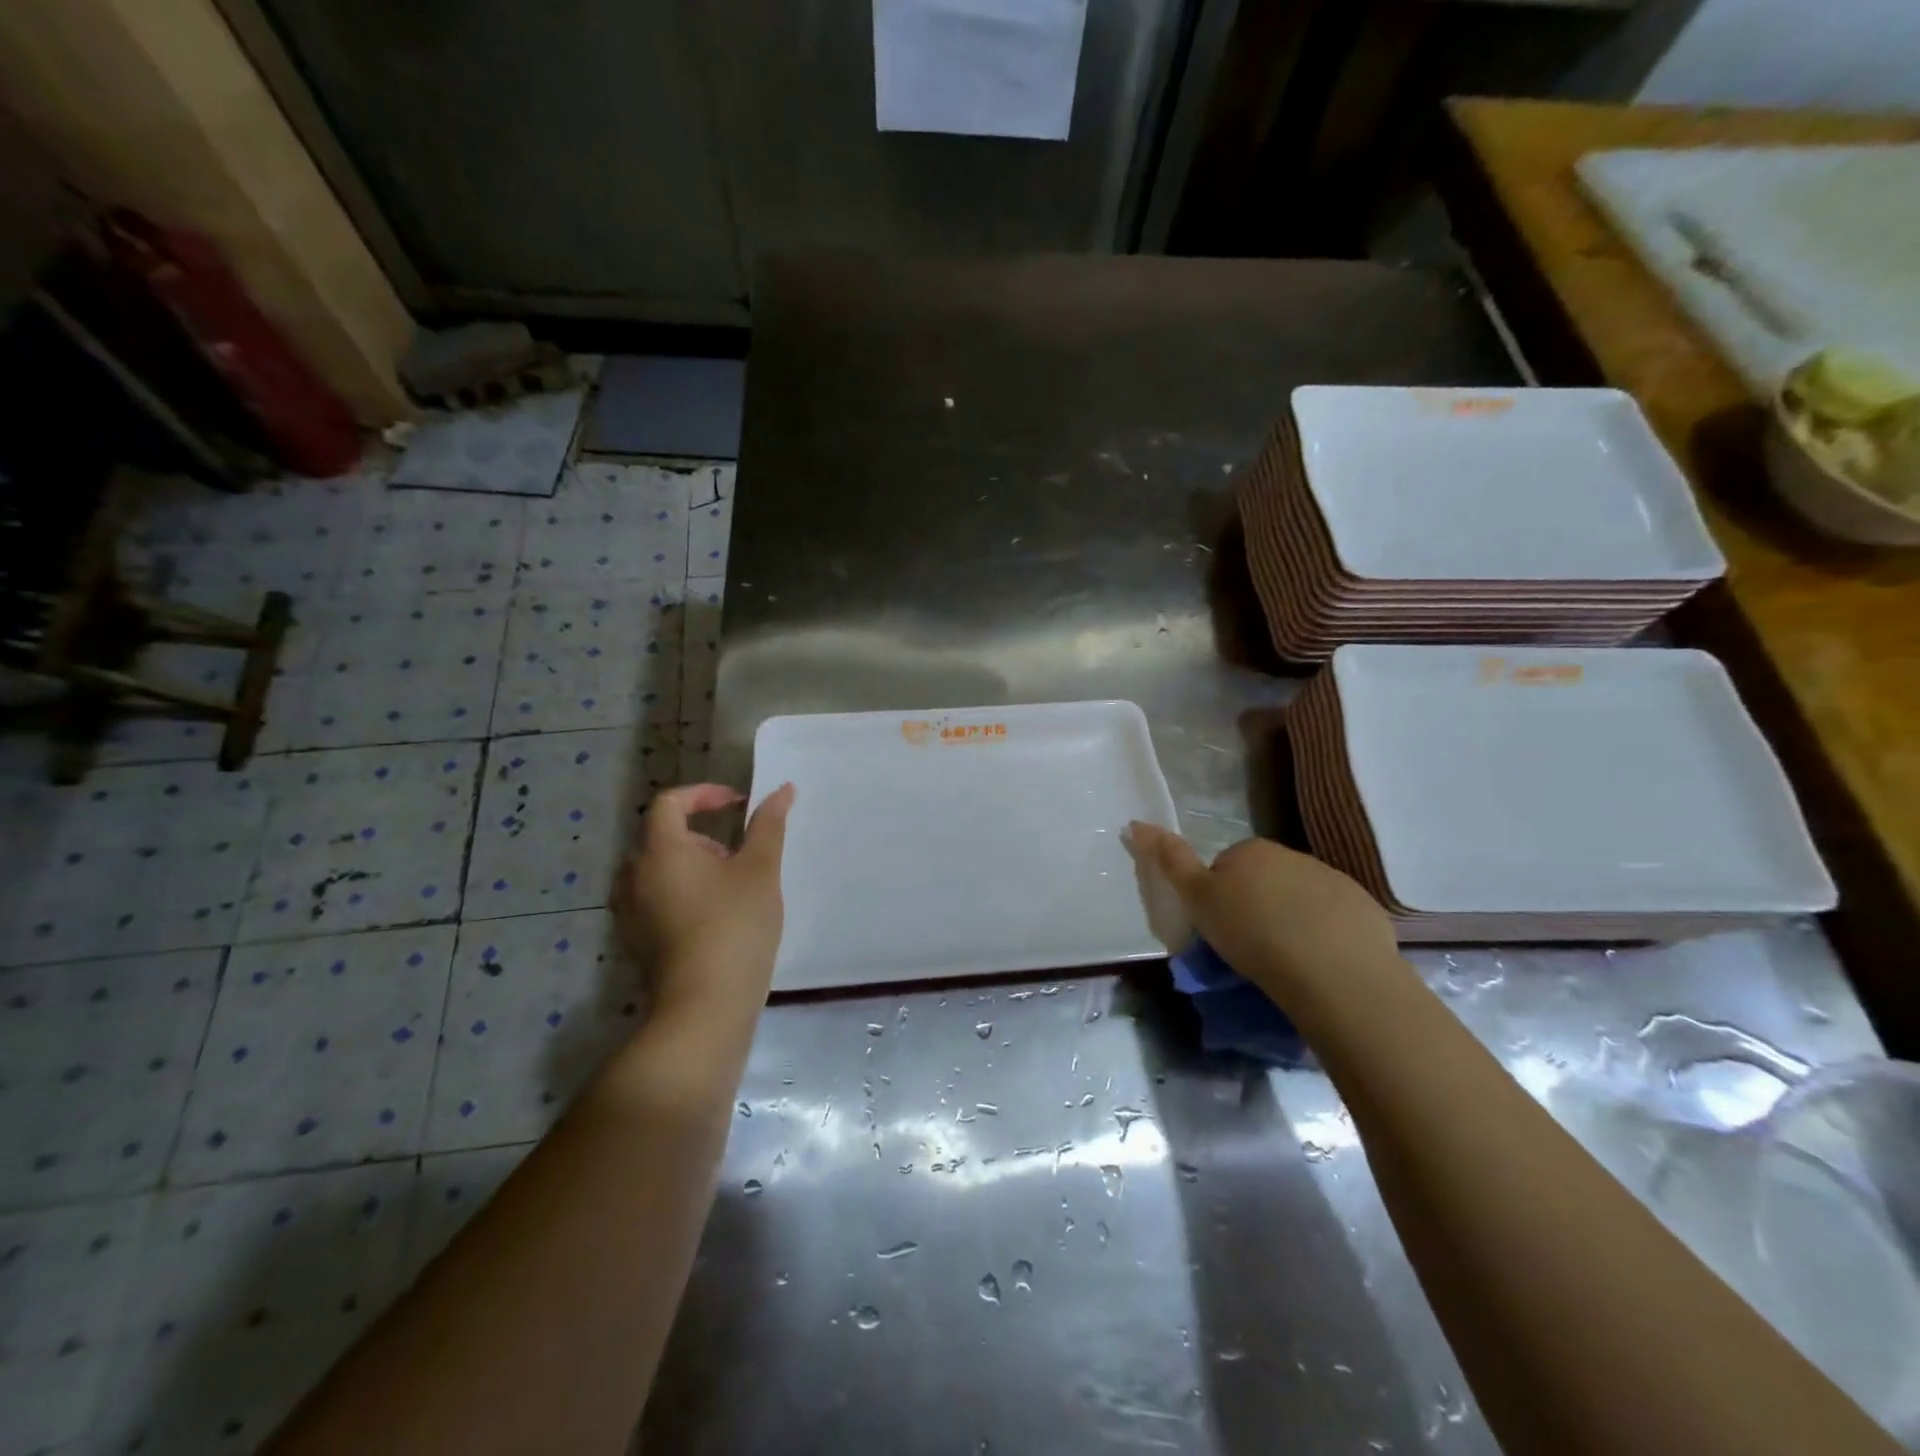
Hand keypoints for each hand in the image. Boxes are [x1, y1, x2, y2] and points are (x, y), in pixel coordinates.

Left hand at [622, 783, 794, 1018]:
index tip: (738, 804)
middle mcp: (634, 876)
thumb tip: (782, 789)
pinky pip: (658, 897)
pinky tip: (718, 918)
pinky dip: (685, 892)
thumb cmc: (735, 927)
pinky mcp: (637, 940)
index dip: (705, 794)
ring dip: (697, 865)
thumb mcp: (760, 870)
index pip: (670, 802)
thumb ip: (769, 825)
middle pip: (665, 836)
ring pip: (662, 869)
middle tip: (743, 856)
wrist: (705, 1008)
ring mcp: (631, 911)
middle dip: (706, 835)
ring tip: (735, 888)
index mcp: (660, 851)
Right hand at [1124, 823, 1397, 1003]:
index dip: (1218, 898)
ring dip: (1291, 918)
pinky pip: (1335, 917)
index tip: (1221, 929)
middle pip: (1264, 880)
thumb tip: (1136, 823)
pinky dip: (1325, 933)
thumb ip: (1170, 861)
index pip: (1225, 868)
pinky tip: (1320, 963)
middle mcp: (1291, 855)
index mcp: (1250, 851)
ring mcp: (1331, 878)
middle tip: (1250, 946)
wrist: (1332, 971)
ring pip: (1300, 897)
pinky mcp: (1363, 907)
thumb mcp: (1198, 900)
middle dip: (1256, 905)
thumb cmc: (1252, 933)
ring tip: (1287, 960)